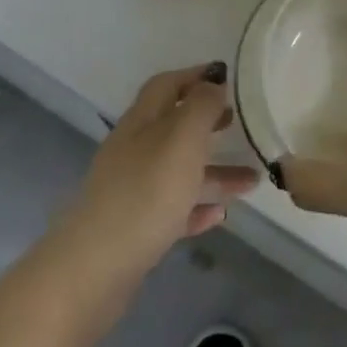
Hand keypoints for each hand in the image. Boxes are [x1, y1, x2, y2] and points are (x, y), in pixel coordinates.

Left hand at [57, 63, 259, 281]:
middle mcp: (134, 149)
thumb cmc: (145, 193)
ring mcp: (131, 190)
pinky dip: (196, 207)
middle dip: (207, 122)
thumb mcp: (182, 139)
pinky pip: (172, 209)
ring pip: (178, 170)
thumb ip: (201, 107)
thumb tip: (213, 84)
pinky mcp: (134, 229)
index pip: (167, 84)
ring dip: (214, 172)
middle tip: (239, 123)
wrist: (94, 270)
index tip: (228, 78)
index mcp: (142, 121)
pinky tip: (219, 215)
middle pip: (173, 126)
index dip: (195, 76)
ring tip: (251, 180)